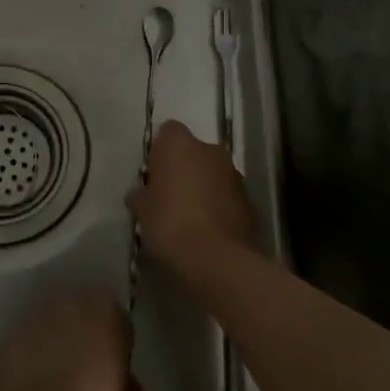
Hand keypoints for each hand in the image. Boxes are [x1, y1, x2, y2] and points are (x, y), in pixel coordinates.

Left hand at [0, 288, 131, 390]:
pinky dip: (33, 351)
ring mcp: (39, 314)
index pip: (116, 315)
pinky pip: (29, 338)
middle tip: (86, 364)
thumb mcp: (120, 389)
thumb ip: (121, 371)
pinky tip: (35, 376)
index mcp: (106, 308)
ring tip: (58, 372)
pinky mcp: (13, 332)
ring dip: (57, 338)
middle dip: (84, 332)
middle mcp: (71, 301)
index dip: (115, 339)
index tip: (113, 361)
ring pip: (53, 321)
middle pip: (81, 311)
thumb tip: (121, 375)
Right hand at [126, 119, 257, 275]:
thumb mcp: (143, 212)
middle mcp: (210, 150)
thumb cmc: (170, 224)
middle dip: (183, 168)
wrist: (217, 258)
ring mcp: (234, 174)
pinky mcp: (249, 199)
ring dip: (203, 186)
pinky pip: (227, 194)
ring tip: (189, 216)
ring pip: (213, 172)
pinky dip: (219, 204)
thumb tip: (139, 194)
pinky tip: (207, 229)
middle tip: (168, 195)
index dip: (160, 151)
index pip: (168, 132)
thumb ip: (141, 196)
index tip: (153, 174)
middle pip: (193, 151)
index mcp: (180, 145)